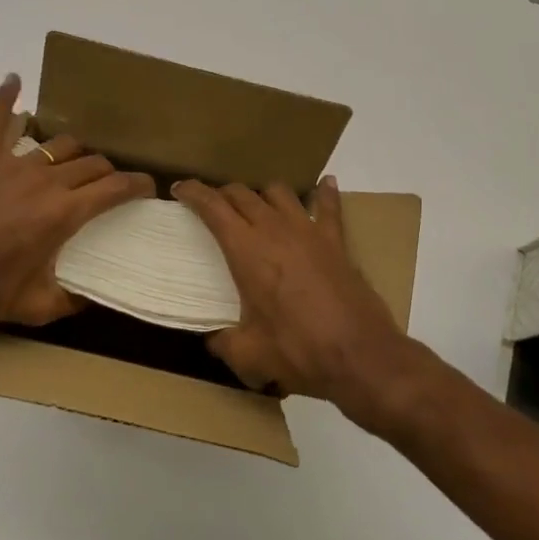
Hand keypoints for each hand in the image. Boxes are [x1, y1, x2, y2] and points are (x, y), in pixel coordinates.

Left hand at [0, 75, 152, 332]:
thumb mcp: (36, 308)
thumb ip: (72, 300)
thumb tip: (94, 296)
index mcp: (63, 213)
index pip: (114, 187)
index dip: (137, 184)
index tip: (148, 186)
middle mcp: (45, 180)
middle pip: (91, 162)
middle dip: (109, 171)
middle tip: (110, 184)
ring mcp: (11, 164)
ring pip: (58, 143)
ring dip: (75, 151)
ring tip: (77, 160)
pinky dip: (5, 99)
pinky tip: (13, 80)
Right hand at [173, 177, 436, 435]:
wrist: (359, 355)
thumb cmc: (298, 351)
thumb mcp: (248, 355)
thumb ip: (224, 342)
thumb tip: (213, 339)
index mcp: (246, 250)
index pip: (213, 207)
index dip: (193, 193)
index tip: (180, 188)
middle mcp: (274, 229)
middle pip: (242, 194)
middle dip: (222, 193)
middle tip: (213, 204)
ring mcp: (308, 230)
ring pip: (279, 192)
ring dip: (262, 194)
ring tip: (256, 204)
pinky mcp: (336, 240)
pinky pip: (328, 206)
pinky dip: (324, 193)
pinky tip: (324, 184)